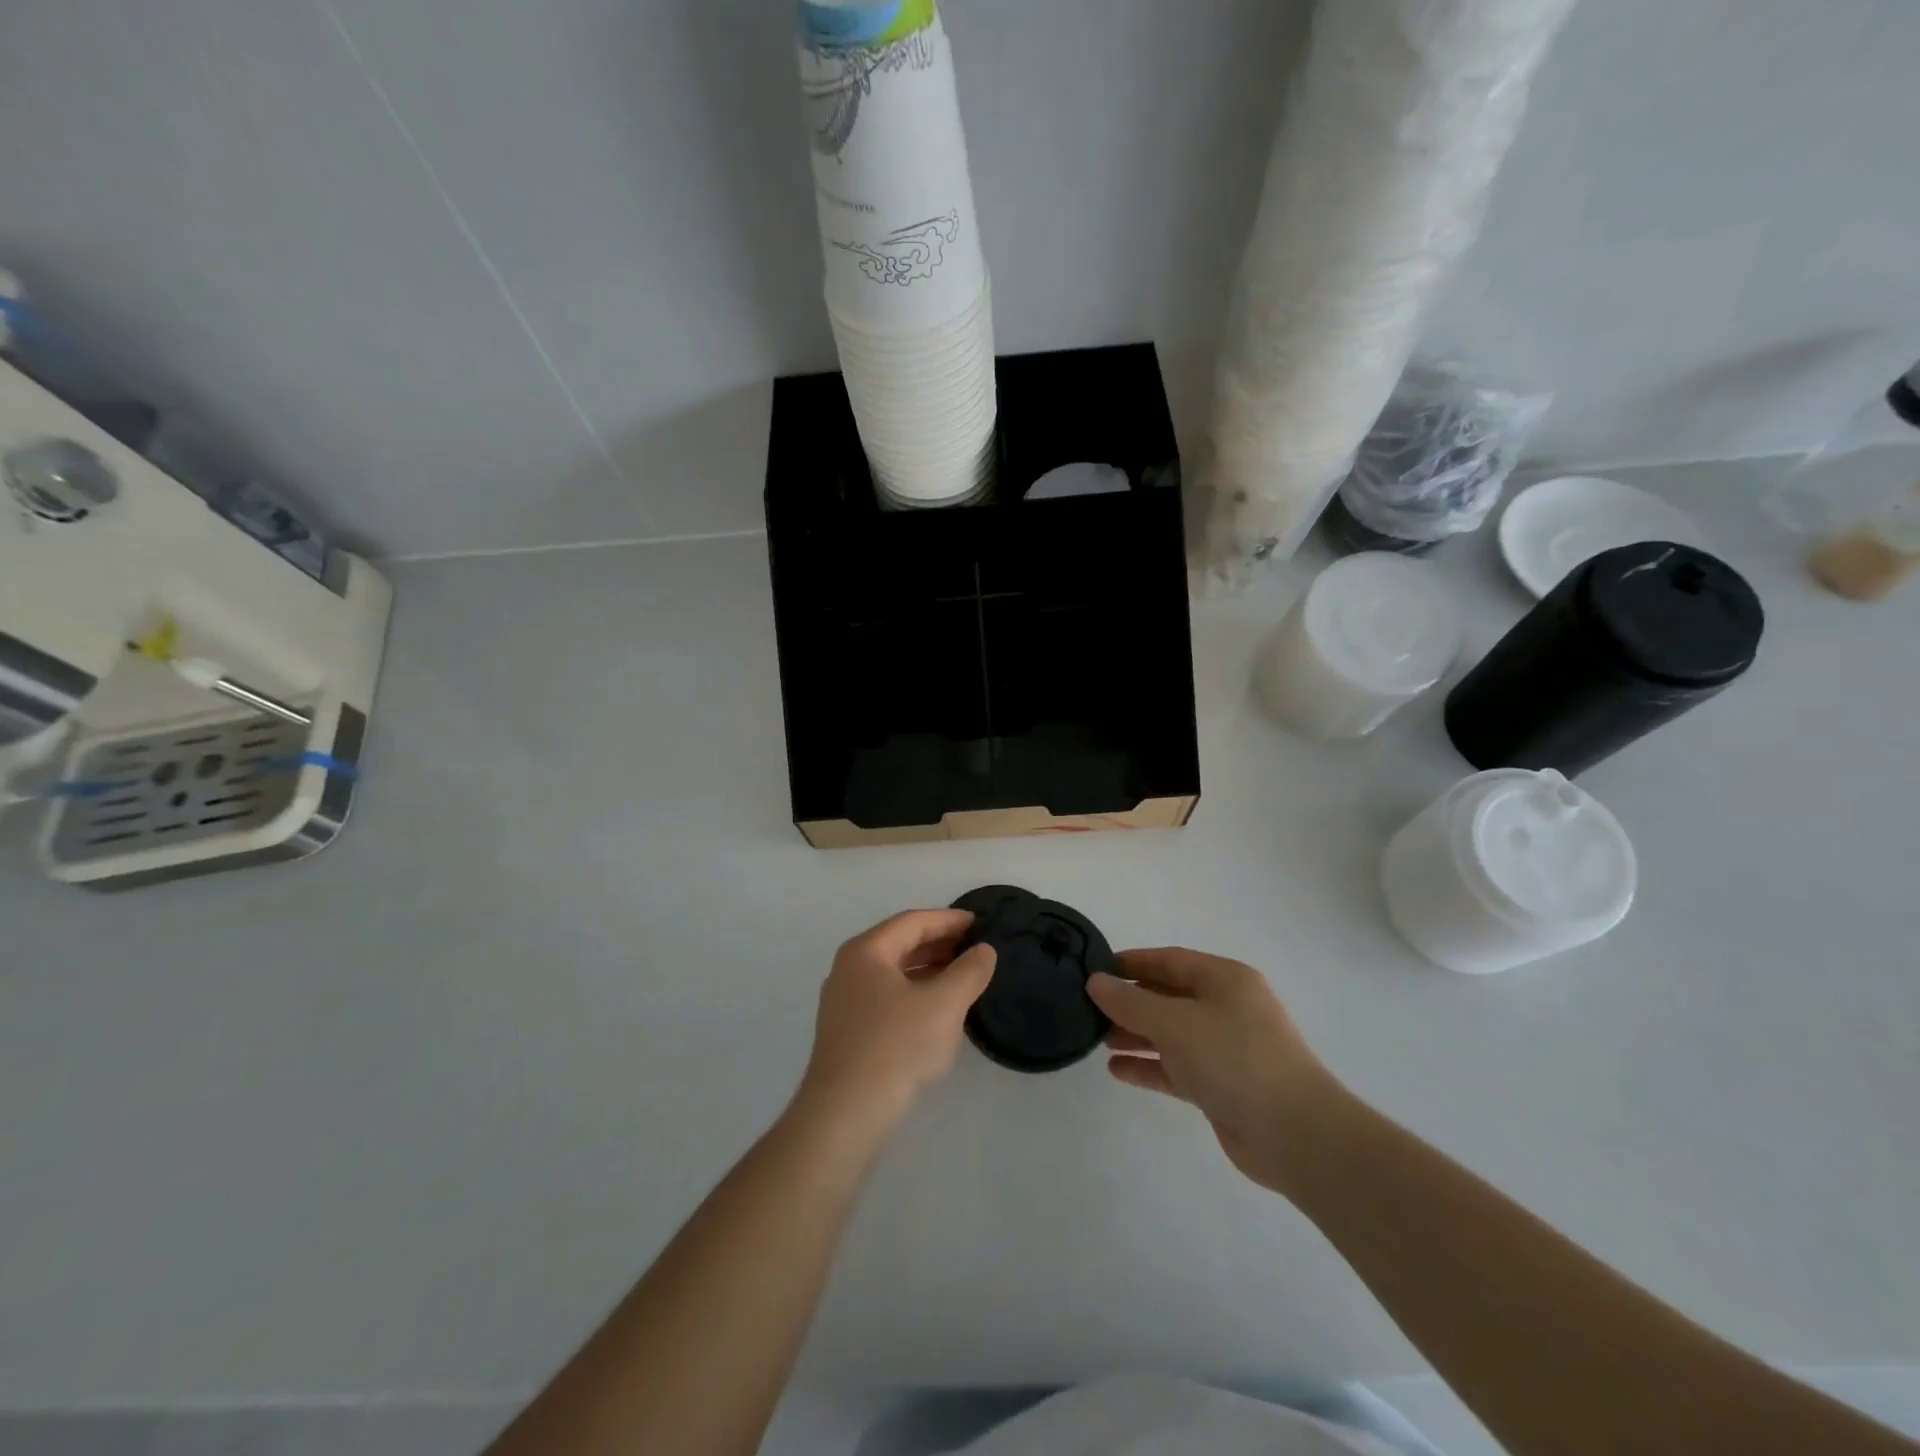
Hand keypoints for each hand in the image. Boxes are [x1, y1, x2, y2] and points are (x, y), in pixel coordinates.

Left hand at [799, 910, 996, 1133]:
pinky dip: (914, 993)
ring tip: (962, 978)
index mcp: (866, 951)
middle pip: (899, 944)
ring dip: (928, 970)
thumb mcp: (944, 1005)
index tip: (979, 923)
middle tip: (975, 949)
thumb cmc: (896, 1047)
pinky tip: (936, 1011)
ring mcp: (843, 1001)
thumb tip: (983, 950)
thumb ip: (969, 971)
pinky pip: (886, 997)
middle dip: (939, 944)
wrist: (845, 1114)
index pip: (913, 922)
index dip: (948, 920)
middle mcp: (849, 968)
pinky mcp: (846, 1031)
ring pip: (893, 972)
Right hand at [1088, 949, 1335, 1194]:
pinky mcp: (1222, 1086)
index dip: (1132, 962)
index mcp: (1225, 980)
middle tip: (1090, 1008)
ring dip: (1136, 1034)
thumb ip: (1131, 1001)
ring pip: (1171, 1033)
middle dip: (1130, 1001)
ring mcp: (1226, 1049)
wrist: (1295, 1134)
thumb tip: (1095, 982)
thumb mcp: (1175, 1022)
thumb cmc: (1235, 1059)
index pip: (1169, 960)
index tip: (1095, 969)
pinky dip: (1149, 1066)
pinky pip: (1176, 1068)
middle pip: (1169, 996)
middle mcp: (1227, 1008)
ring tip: (1096, 1038)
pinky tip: (1116, 1070)